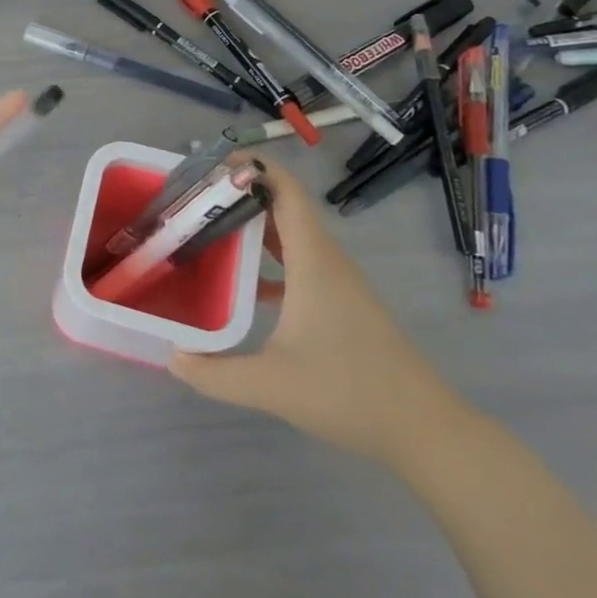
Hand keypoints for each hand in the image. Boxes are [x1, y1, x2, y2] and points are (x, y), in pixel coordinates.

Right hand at [171, 159, 471, 469]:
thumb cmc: (349, 393)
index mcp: (313, 260)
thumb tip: (172, 357)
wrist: (425, 431)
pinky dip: (268, 259)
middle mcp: (326, 260)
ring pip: (290, 237)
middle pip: (282, 208)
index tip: (209, 165)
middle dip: (239, 196)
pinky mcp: (341, 304)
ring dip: (252, 228)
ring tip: (206, 232)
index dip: (253, 167)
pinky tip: (240, 284)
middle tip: (192, 202)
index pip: (286, 190)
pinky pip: (298, 263)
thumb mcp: (271, 385)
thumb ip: (214, 373)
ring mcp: (337, 282)